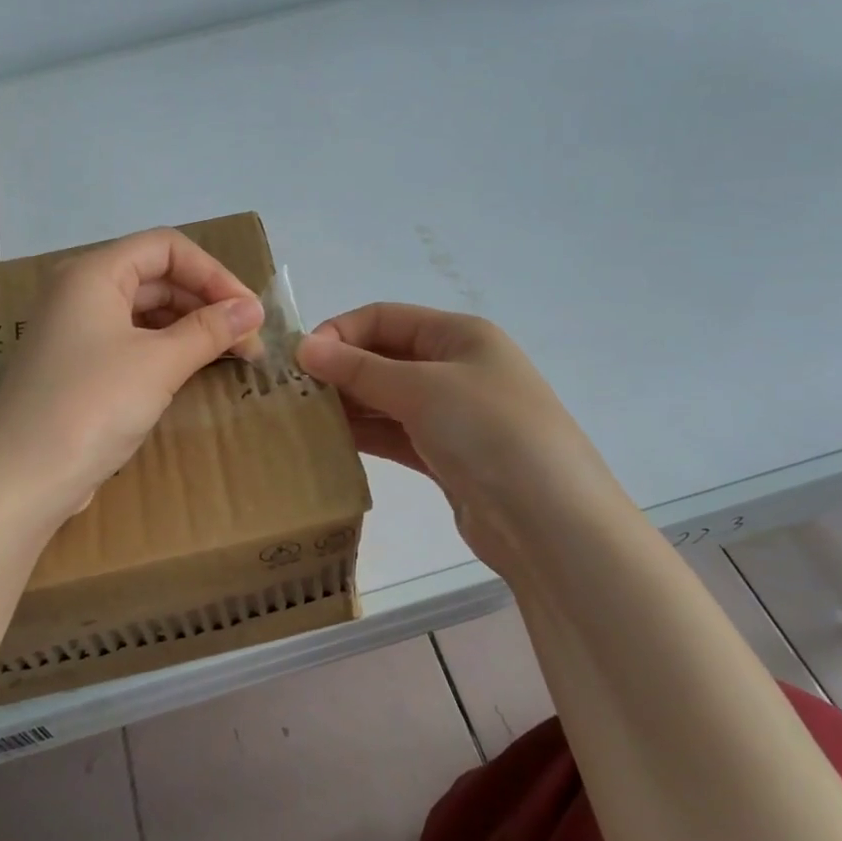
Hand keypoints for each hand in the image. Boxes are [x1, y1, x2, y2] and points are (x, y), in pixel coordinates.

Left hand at [0, 229, 264, 525]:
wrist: (24, 478)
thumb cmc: (92, 405)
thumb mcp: (159, 363)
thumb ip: (210, 330)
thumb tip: (253, 309)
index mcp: (93, 274)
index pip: (166, 247)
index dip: (213, 273)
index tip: (248, 311)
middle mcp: (80, 292)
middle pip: (157, 277)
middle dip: (207, 303)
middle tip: (248, 341)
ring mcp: (76, 330)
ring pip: (146, 311)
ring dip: (191, 327)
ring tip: (231, 356)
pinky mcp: (78, 366)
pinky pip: (132, 341)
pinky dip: (167, 349)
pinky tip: (193, 369)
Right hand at [294, 304, 624, 569]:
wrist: (551, 522)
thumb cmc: (489, 433)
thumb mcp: (422, 389)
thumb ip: (359, 369)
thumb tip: (303, 347)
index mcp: (459, 335)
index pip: (385, 317)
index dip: (340, 332)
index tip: (300, 361)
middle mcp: (456, 367)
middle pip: (384, 357)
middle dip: (339, 370)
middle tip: (290, 395)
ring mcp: (452, 414)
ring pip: (386, 399)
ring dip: (347, 405)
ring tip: (300, 419)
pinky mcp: (446, 456)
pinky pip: (395, 434)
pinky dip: (364, 435)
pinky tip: (328, 443)